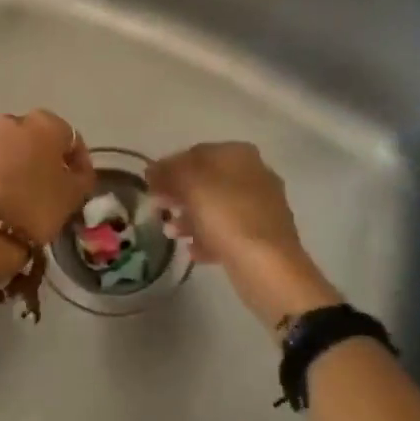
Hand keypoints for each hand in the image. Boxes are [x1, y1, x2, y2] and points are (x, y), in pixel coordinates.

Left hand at [0, 110, 96, 248]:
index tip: (77, 181)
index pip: (68, 136)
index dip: (76, 159)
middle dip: (40, 156)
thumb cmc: (36, 208)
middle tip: (44, 185)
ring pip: (4, 147)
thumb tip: (76, 169)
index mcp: (43, 124)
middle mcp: (9, 121)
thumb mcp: (73, 195)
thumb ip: (81, 175)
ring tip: (15, 192)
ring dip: (12, 162)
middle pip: (32, 137)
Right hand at [146, 142, 343, 333]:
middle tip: (158, 208)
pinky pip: (227, 231)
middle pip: (206, 180)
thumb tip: (153, 170)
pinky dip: (208, 237)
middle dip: (179, 194)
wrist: (269, 268)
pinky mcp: (262, 237)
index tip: (150, 185)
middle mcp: (254, 174)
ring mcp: (261, 207)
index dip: (169, 166)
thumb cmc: (227, 216)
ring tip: (171, 233)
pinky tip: (192, 250)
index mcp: (239, 155)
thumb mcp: (189, 184)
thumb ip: (167, 172)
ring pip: (215, 206)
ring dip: (190, 217)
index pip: (196, 152)